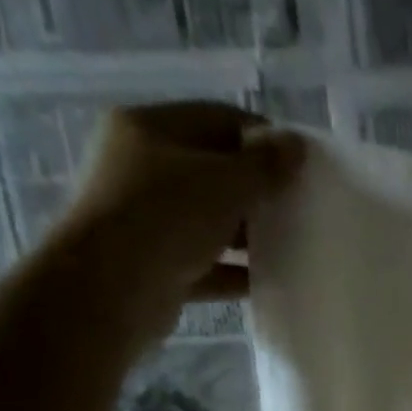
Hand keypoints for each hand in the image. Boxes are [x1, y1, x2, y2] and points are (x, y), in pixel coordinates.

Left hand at [48, 100, 305, 348]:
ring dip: (247, 234)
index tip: (300, 166)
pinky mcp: (156, 266)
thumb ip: (265, 166)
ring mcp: (146, 220)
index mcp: (150, 129)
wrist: (111, 290)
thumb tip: (298, 145)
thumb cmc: (166, 217)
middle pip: (213, 172)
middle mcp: (142, 168)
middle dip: (257, 190)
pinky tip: (267, 281)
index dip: (264, 139)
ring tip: (290, 246)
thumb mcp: (224, 183)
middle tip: (298, 208)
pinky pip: (205, 264)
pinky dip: (233, 271)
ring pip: (209, 221)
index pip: (219, 120)